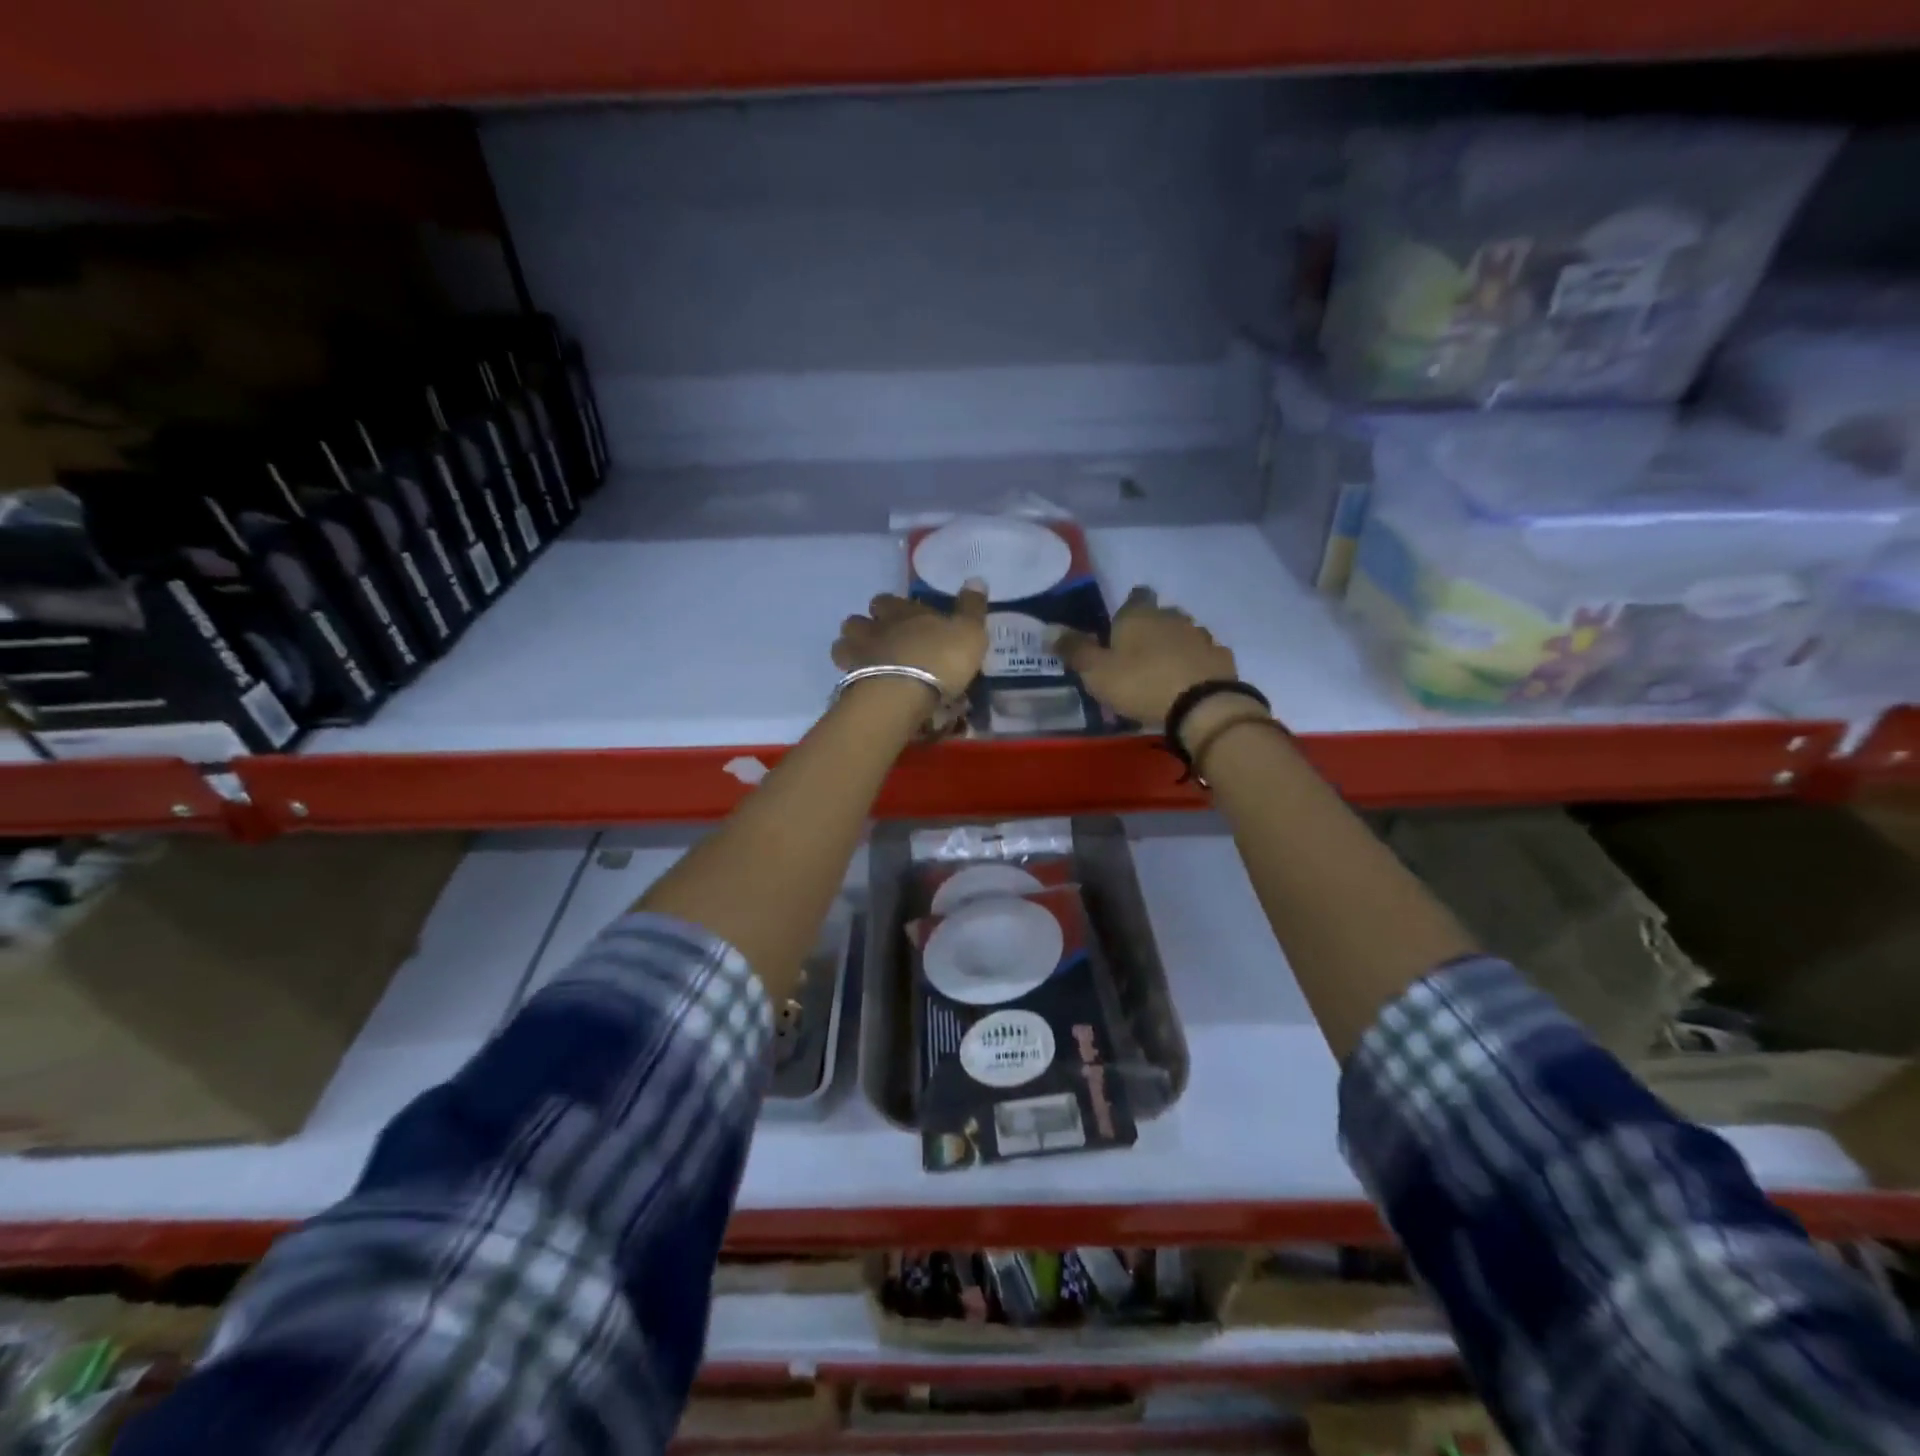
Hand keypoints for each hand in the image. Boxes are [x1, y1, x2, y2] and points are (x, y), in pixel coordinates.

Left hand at [832, 579, 989, 698]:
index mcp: (901, 612)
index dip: (891, 607)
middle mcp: (875, 629)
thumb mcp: (969, 631)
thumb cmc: (940, 658)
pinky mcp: (851, 684)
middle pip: (857, 621)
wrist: (903, 694)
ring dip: (853, 651)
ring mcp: (858, 656)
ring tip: (867, 664)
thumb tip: (976, 579)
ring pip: (844, 645)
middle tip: (881, 641)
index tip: (902, 617)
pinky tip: (865, 687)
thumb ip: (971, 607)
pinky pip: (845, 676)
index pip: (887, 600)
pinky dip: (852, 679)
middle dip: (866, 627)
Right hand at [1055, 586, 1238, 727]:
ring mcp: (1201, 636)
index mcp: (1139, 615)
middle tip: (1137, 652)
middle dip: (1152, 627)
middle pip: (1162, 614)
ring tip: (1163, 669)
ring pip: (1185, 633)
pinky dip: (1195, 664)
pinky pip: (1204, 656)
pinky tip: (1189, 681)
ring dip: (1175, 645)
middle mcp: (1172, 617)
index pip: (1135, 596)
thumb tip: (1048, 629)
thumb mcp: (1097, 671)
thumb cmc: (1140, 683)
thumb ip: (1074, 650)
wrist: (1201, 706)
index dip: (1129, 606)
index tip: (1121, 624)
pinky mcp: (1221, 659)